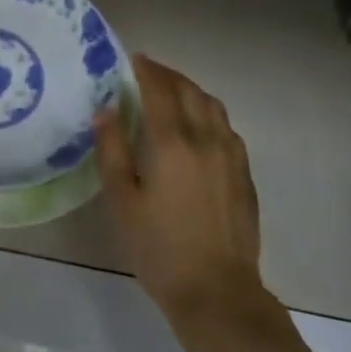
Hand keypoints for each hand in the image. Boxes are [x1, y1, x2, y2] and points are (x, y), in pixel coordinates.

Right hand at [96, 55, 268, 321]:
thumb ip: (112, 150)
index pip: (159, 90)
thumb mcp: (122, 200)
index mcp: (172, 143)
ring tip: (172, 93)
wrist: (217, 292)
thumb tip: (106, 110)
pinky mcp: (244, 174)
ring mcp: (231, 156)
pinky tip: (198, 127)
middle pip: (189, 91)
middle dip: (168, 76)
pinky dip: (208, 113)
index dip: (146, 70)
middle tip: (148, 72)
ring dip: (191, 91)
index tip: (133, 59)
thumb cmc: (159, 248)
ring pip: (213, 106)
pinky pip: (226, 128)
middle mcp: (206, 139)